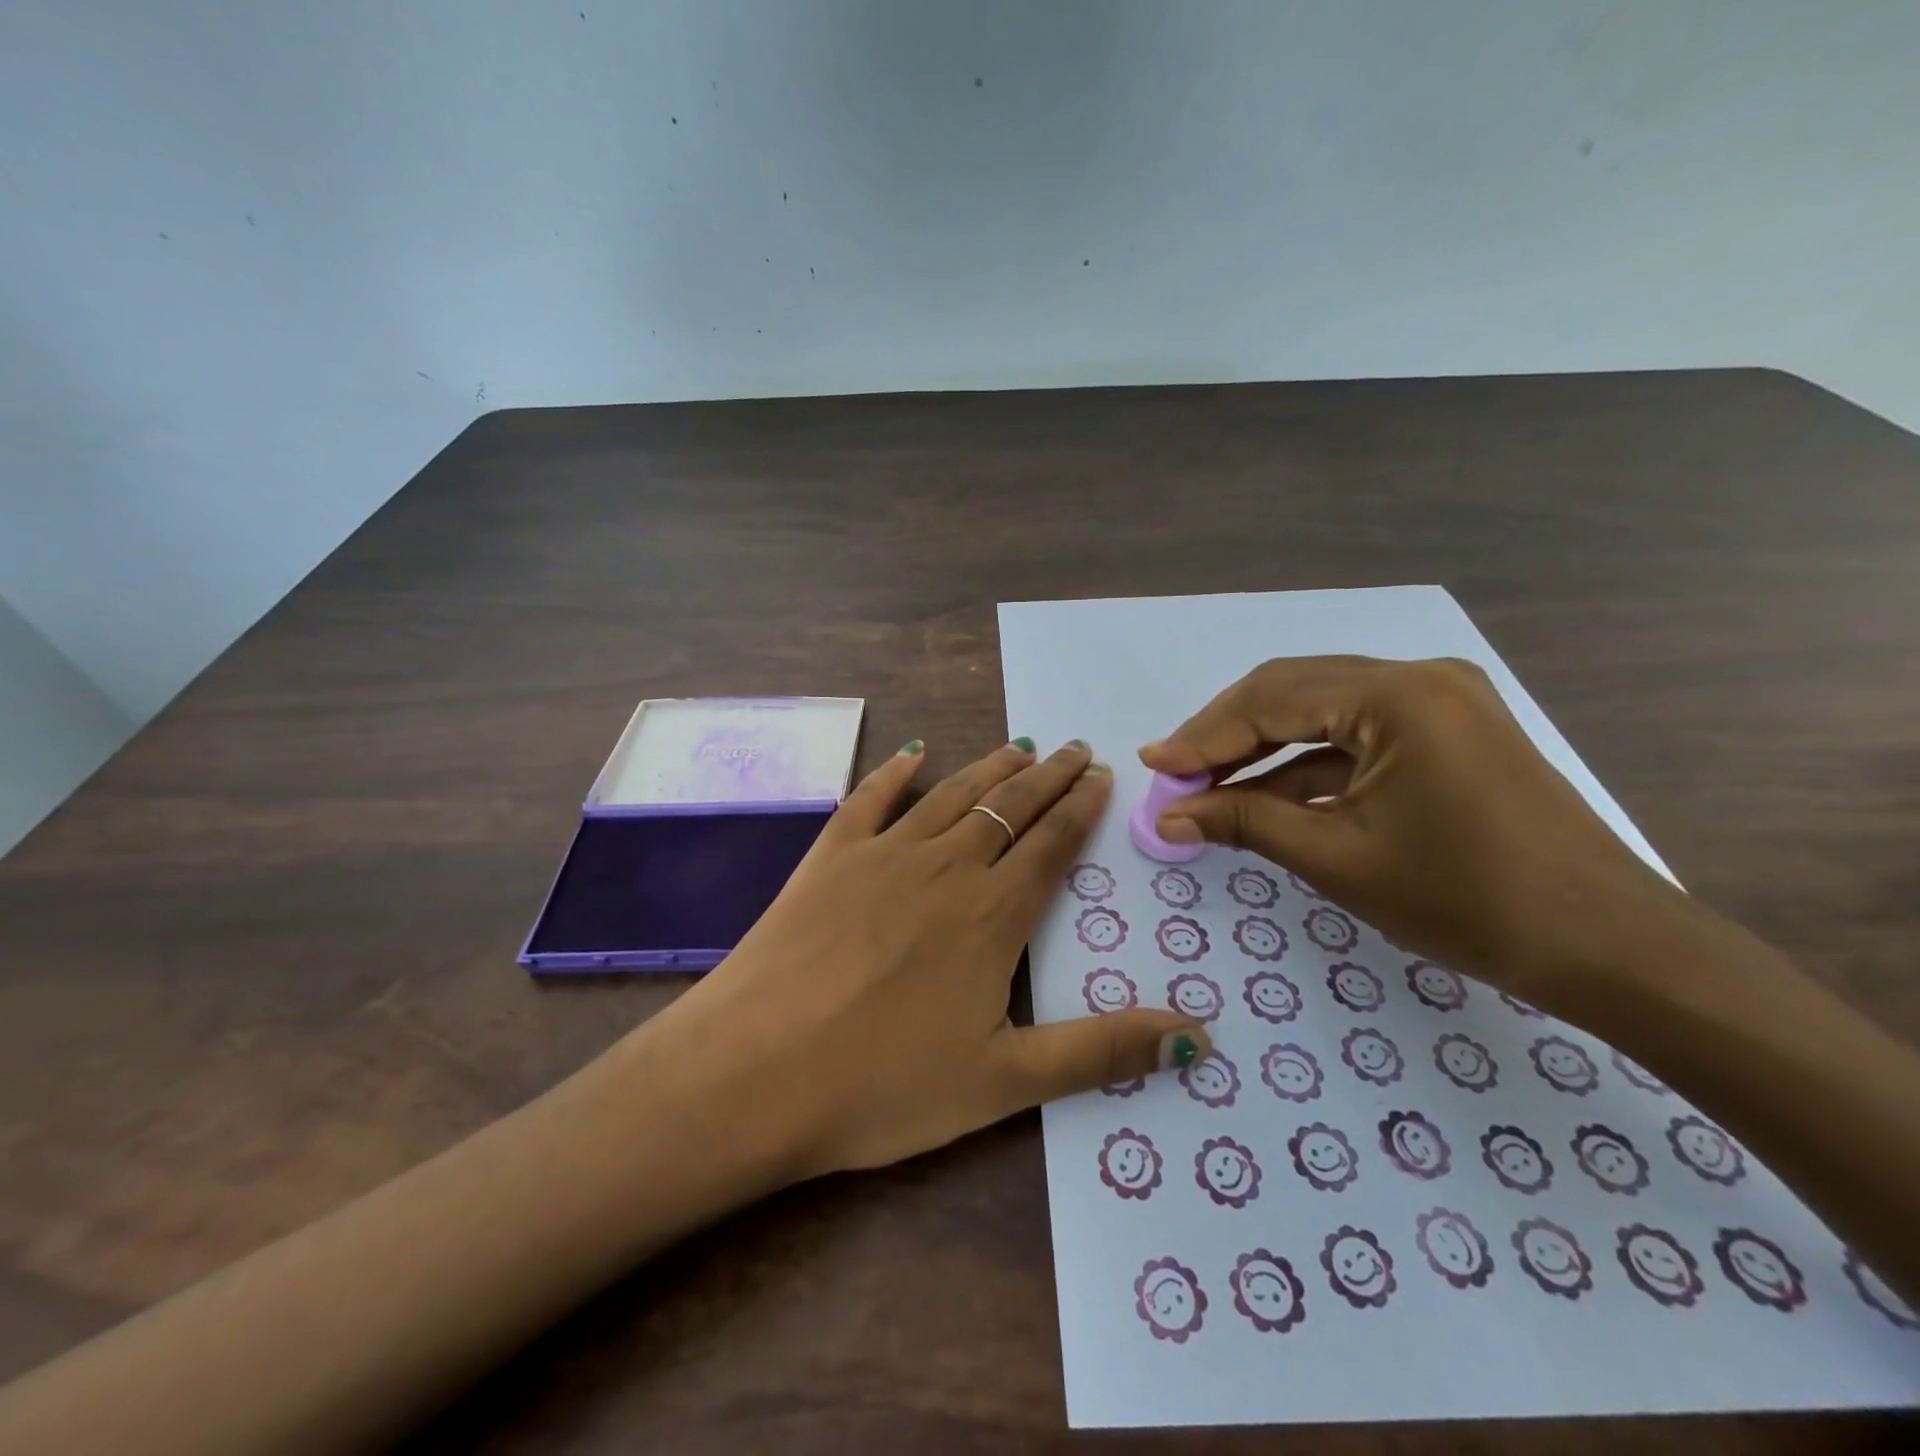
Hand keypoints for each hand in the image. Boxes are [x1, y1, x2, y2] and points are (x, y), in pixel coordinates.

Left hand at [672, 739, 1210, 1178]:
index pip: (1052, 845)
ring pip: (952, 795)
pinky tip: (913, 752)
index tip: (1103, 776)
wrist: (754, 1072)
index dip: (1082, 808)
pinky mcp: (829, 857)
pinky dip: (896, 771)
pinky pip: (870, 798)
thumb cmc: (882, 1085)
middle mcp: (945, 868)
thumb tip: (1199, 1037)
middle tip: (1076, 748)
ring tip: (1020, 746)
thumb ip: (1101, 1051)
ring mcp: (882, 855)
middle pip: (1009, 808)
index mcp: (991, 916)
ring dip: (990, 768)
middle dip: (1048, 777)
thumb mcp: (1004, 1082)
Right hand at [1139, 656, 1698, 1011]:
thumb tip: (1167, 817)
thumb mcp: (1337, 858)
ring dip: (1261, 748)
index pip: (1270, 700)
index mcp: (1397, 695)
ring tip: (1207, 785)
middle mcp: (1418, 677)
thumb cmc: (1466, 901)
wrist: (1607, 947)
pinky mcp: (1447, 730)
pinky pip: (1356, 734)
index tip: (1152, 764)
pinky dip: (1305, 764)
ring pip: (1320, 710)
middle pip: (1291, 691)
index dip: (1203, 735)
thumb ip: (1243, 821)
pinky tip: (1264, 795)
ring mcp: (1439, 700)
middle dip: (1226, 734)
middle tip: (1175, 773)